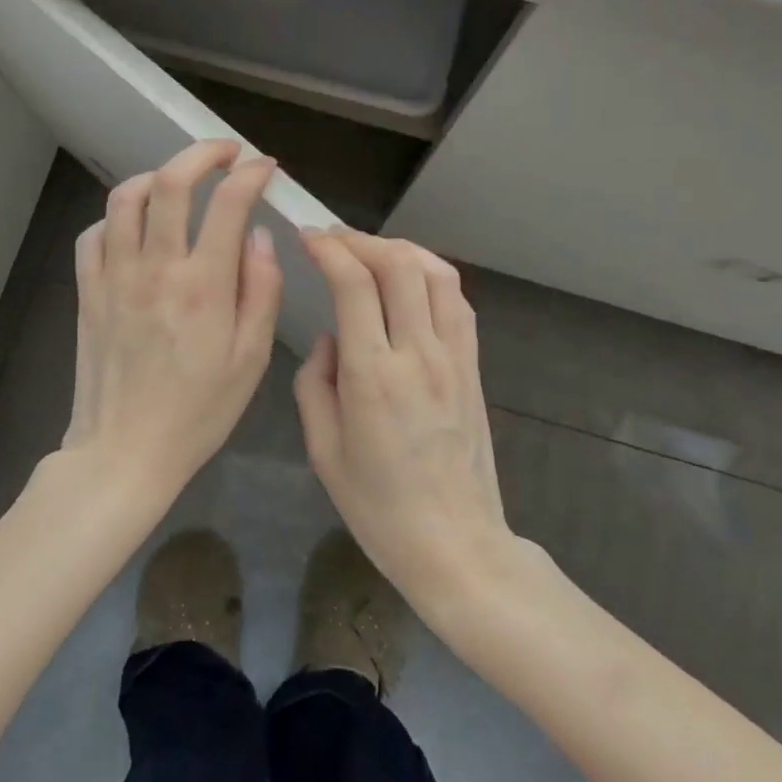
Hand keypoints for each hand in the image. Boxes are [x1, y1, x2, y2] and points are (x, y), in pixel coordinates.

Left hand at [65, 140, 282, 500]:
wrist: (124, 452)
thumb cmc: (198, 411)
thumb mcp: (252, 360)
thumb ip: (262, 291)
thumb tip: (261, 237)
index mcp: (204, 287)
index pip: (229, 204)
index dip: (251, 174)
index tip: (266, 168)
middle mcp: (156, 269)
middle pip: (170, 183)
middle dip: (202, 154)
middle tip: (225, 153)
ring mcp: (114, 277)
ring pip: (125, 197)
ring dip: (156, 176)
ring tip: (179, 183)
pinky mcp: (88, 291)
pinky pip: (94, 233)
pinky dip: (117, 217)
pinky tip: (136, 228)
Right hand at [293, 230, 511, 611]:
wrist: (455, 543)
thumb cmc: (379, 507)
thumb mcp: (323, 451)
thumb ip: (314, 384)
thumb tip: (329, 338)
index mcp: (373, 375)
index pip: (353, 284)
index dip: (329, 249)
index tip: (308, 238)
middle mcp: (417, 353)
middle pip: (398, 264)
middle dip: (360, 240)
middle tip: (333, 240)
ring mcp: (453, 356)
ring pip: (434, 273)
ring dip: (399, 249)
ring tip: (370, 252)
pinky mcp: (473, 364)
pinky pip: (456, 301)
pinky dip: (430, 274)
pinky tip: (410, 280)